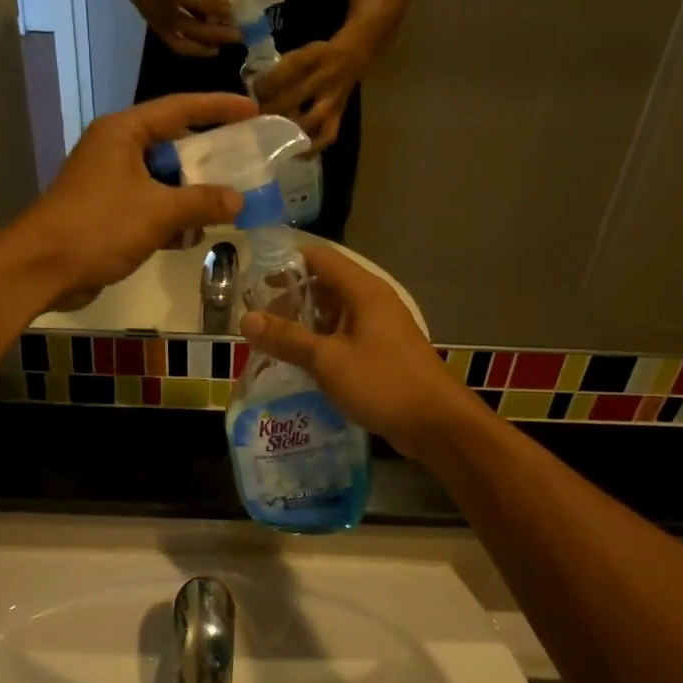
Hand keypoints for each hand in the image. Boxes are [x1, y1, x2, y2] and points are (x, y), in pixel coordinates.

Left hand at [15, 93, 254, 300]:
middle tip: (245, 164)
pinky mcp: (107, 211)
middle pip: (173, 144)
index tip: (253, 110)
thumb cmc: (99, 227)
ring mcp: (110, 181)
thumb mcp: (158, 211)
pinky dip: (171, 217)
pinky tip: (192, 236)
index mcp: (123, 132)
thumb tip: (238, 200)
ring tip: (226, 207)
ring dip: (191, 194)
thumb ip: (202, 202)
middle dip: (208, 159)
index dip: (218, 107)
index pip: (179, 108)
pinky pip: (149, 204)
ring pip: (162, 178)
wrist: (42, 268)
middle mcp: (116, 148)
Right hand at [126, 0, 250, 58]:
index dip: (213, 5)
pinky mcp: (160, 32)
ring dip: (210, 41)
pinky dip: (197, 51)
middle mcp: (162, 7)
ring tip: (232, 39)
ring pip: (185, 39)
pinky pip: (179, 47)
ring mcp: (160, 23)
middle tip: (240, 33)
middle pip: (189, 24)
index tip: (234, 9)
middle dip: (215, 30)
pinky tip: (214, 49)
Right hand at [240, 245, 476, 458]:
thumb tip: (245, 319)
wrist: (437, 424)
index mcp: (363, 291)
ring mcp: (379, 328)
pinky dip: (321, 343)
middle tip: (258, 319)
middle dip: (291, 299)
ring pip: (334, 314)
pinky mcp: (382, 353)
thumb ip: (287, 339)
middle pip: (325, 285)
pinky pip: (344, 337)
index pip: (320, 258)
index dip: (286, 263)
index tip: (254, 279)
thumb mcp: (328, 360)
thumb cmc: (383, 383)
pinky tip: (300, 363)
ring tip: (272, 342)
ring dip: (305, 324)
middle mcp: (372, 302)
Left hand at [252, 39, 365, 152]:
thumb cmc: (316, 57)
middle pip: (292, 100)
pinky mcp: (337, 117)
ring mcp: (332, 101)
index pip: (282, 75)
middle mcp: (323, 80)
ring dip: (288, 129)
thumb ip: (278, 70)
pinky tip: (297, 154)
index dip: (263, 87)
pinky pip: (326, 136)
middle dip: (272, 110)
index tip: (254, 94)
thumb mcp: (298, 52)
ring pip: (309, 121)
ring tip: (273, 135)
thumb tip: (256, 91)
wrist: (350, 58)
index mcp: (310, 59)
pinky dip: (311, 148)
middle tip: (258, 117)